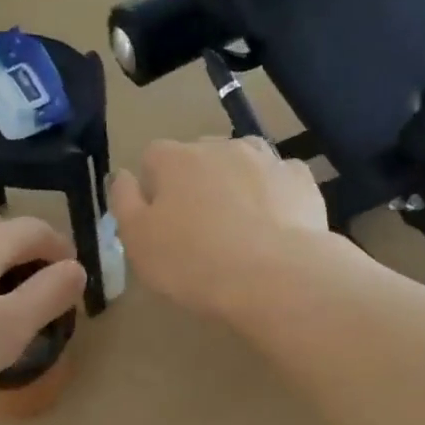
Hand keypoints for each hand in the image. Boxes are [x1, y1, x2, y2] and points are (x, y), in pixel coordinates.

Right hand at [109, 138, 330, 319]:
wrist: (276, 278)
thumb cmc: (194, 263)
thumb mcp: (138, 242)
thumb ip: (123, 202)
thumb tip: (122, 175)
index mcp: (174, 159)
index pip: (152, 158)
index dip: (153, 188)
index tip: (159, 223)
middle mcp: (220, 146)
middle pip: (198, 157)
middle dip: (196, 183)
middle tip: (199, 230)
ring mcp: (266, 159)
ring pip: (242, 163)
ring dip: (236, 184)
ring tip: (240, 228)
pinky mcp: (301, 180)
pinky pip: (279, 181)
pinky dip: (274, 197)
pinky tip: (274, 228)